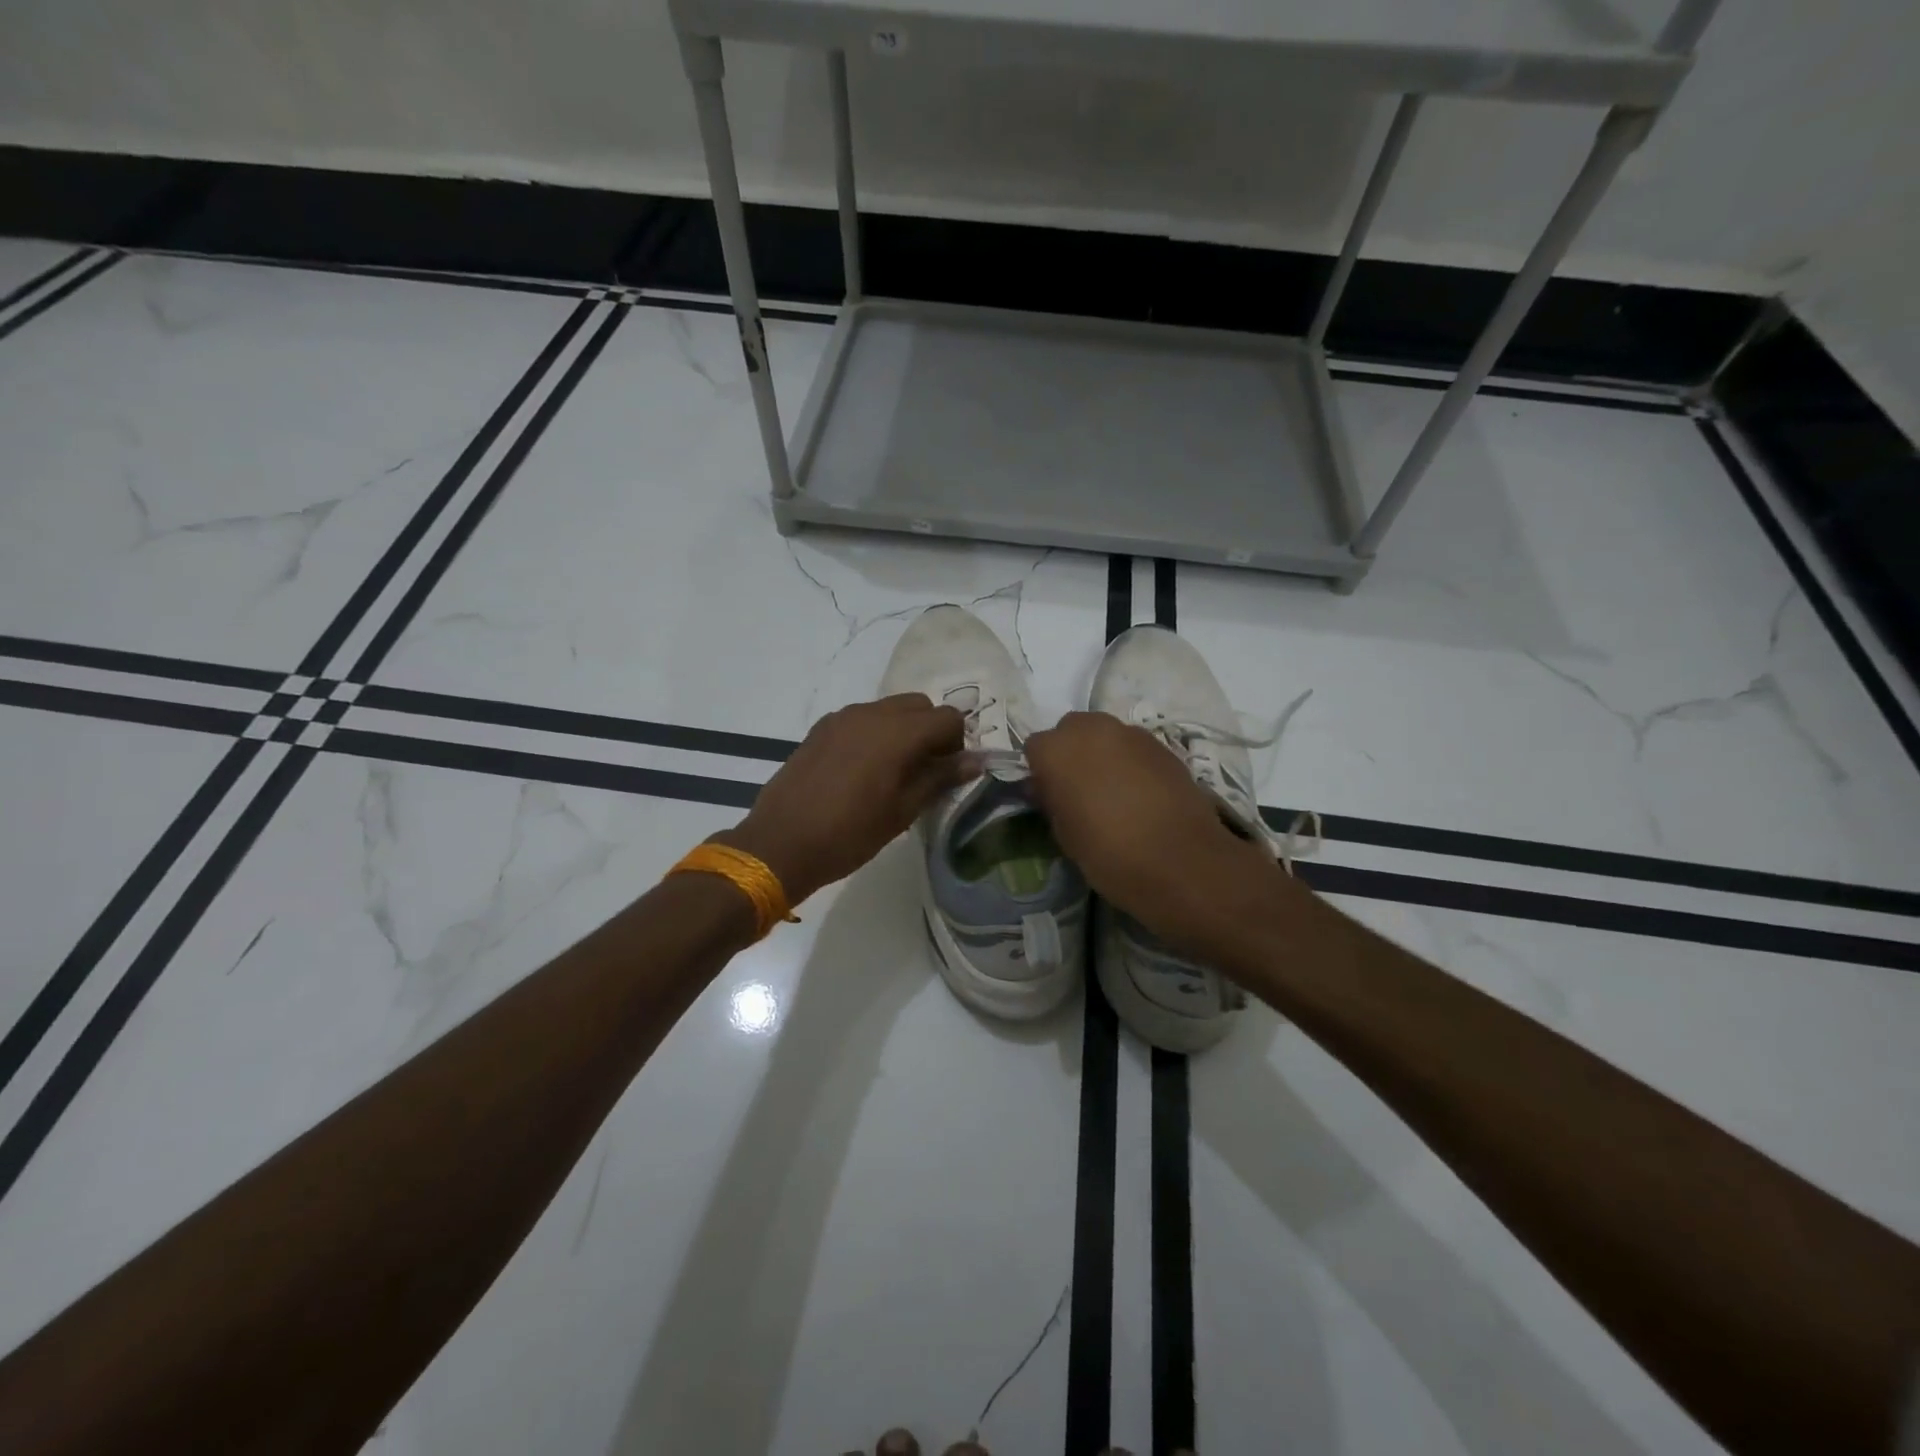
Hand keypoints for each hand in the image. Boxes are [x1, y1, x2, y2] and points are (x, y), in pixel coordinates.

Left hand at [718, 694, 971, 906]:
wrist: (781, 843)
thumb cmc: (850, 834)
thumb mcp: (903, 811)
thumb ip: (940, 778)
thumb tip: (975, 761)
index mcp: (898, 733)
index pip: (948, 717)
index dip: (956, 743)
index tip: (946, 773)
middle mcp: (872, 713)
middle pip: (920, 705)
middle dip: (931, 731)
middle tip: (924, 770)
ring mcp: (842, 717)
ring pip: (889, 709)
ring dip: (902, 730)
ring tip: (892, 772)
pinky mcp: (821, 728)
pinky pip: (861, 718)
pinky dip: (874, 733)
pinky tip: (861, 771)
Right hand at [1025, 711, 1273, 949]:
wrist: (1180, 861)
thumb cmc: (1108, 853)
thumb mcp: (1064, 834)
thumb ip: (1051, 801)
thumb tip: (1049, 788)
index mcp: (1056, 750)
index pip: (1035, 749)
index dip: (1041, 772)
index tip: (1049, 796)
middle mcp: (1091, 729)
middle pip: (1071, 730)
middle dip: (1071, 753)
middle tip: (1079, 789)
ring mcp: (1130, 733)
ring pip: (1105, 735)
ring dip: (1102, 755)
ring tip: (1112, 792)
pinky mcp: (1162, 746)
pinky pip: (1134, 748)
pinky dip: (1131, 763)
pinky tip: (1140, 794)